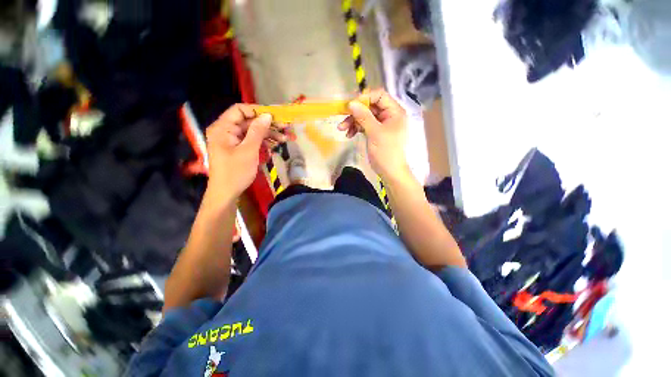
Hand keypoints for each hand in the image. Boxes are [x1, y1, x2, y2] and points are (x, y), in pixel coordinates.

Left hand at [205, 104, 286, 203]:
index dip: (258, 111)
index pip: (240, 110)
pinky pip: (251, 141)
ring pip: (252, 132)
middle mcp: (226, 131)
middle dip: (267, 125)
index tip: (275, 117)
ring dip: (268, 134)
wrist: (226, 193)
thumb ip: (257, 131)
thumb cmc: (235, 172)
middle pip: (248, 121)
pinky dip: (262, 142)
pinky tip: (275, 145)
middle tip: (285, 129)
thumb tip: (267, 115)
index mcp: (223, 128)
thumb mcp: (248, 151)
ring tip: (284, 139)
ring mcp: (232, 140)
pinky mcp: (237, 148)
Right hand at [338, 89, 409, 180]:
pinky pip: (364, 125)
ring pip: (365, 116)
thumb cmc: (386, 152)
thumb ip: (364, 116)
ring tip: (342, 129)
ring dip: (353, 121)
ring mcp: (382, 124)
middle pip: (370, 107)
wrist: (390, 172)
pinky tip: (349, 135)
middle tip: (342, 118)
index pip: (379, 96)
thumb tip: (351, 103)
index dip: (365, 98)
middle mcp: (389, 115)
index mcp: (395, 112)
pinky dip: (356, 129)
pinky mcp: (375, 132)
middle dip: (355, 113)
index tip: (351, 105)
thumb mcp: (375, 133)